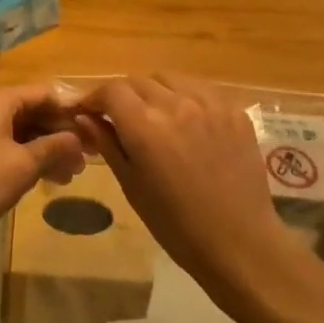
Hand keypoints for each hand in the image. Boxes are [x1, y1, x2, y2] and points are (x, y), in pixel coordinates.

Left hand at [0, 85, 85, 266]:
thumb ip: (55, 146)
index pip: (45, 93)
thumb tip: (80, 138)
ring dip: (52, 150)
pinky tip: (53, 180)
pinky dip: (35, 161)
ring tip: (75, 173)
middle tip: (93, 156)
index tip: (98, 127)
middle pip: (37, 112)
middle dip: (64, 133)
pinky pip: (15, 149)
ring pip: (27, 133)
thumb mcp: (23, 164)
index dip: (72, 108)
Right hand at [72, 75, 290, 293]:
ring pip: (170, 79)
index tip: (90, 111)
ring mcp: (210, 104)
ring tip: (154, 114)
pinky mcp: (234, 111)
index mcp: (145, 126)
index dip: (96, 98)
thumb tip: (84, 116)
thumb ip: (107, 143)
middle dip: (123, 95)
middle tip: (120, 117)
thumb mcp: (131, 185)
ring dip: (154, 91)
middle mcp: (176, 105)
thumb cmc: (176, 224)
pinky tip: (186, 120)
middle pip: (139, 81)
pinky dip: (185, 97)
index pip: (112, 90)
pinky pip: (201, 89)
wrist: (239, 243)